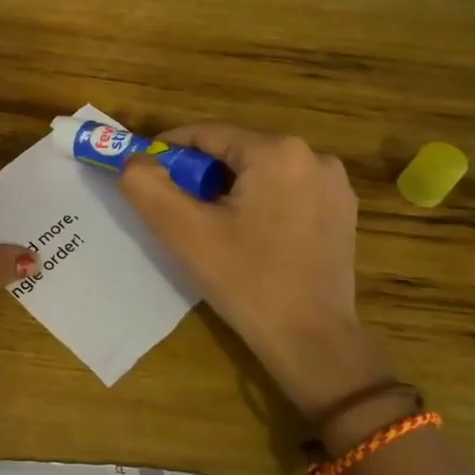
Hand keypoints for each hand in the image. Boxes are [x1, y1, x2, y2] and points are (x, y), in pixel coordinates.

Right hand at [119, 124, 390, 418]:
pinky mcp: (341, 211)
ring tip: (207, 226)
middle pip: (234, 151)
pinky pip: (284, 191)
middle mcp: (313, 156)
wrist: (312, 341)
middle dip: (198, 174)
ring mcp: (334, 184)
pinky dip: (257, 203)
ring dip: (226, 189)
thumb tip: (133, 162)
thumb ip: (147, 187)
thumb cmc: (246, 281)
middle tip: (174, 209)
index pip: (205, 134)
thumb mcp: (184, 232)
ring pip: (259, 171)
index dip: (166, 152)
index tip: (143, 176)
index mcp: (277, 151)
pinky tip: (246, 237)